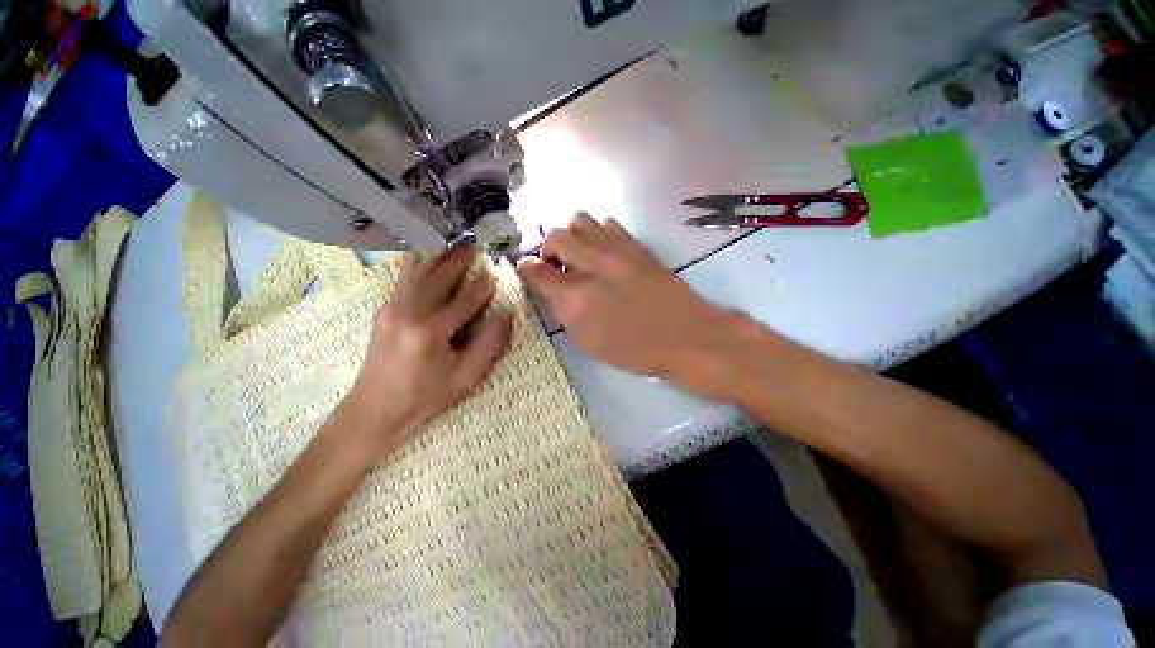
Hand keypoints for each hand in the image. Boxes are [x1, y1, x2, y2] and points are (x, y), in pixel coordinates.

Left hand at [339, 245, 512, 457]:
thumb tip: (506, 315)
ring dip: (438, 256)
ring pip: (418, 272)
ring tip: (453, 242)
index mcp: (430, 333)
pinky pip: (403, 278)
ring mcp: (391, 309)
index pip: (464, 301)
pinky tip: (424, 253)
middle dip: (458, 260)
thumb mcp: (466, 377)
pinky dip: (416, 262)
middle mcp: (408, 313)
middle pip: (438, 279)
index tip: (494, 271)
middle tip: (474, 243)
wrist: (375, 408)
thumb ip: (489, 345)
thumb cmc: (426, 397)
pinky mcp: (384, 310)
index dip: (482, 286)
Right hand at [517, 213, 733, 384]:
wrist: (684, 335)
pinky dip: (597, 234)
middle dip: (548, 250)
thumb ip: (563, 312)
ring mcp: (615, 249)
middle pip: (554, 236)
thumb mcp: (587, 343)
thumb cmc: (634, 349)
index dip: (526, 269)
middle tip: (557, 267)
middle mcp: (592, 265)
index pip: (536, 271)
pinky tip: (605, 253)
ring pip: (579, 219)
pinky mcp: (635, 244)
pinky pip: (607, 223)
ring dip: (572, 237)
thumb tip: (553, 290)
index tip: (527, 271)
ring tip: (581, 257)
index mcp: (576, 297)